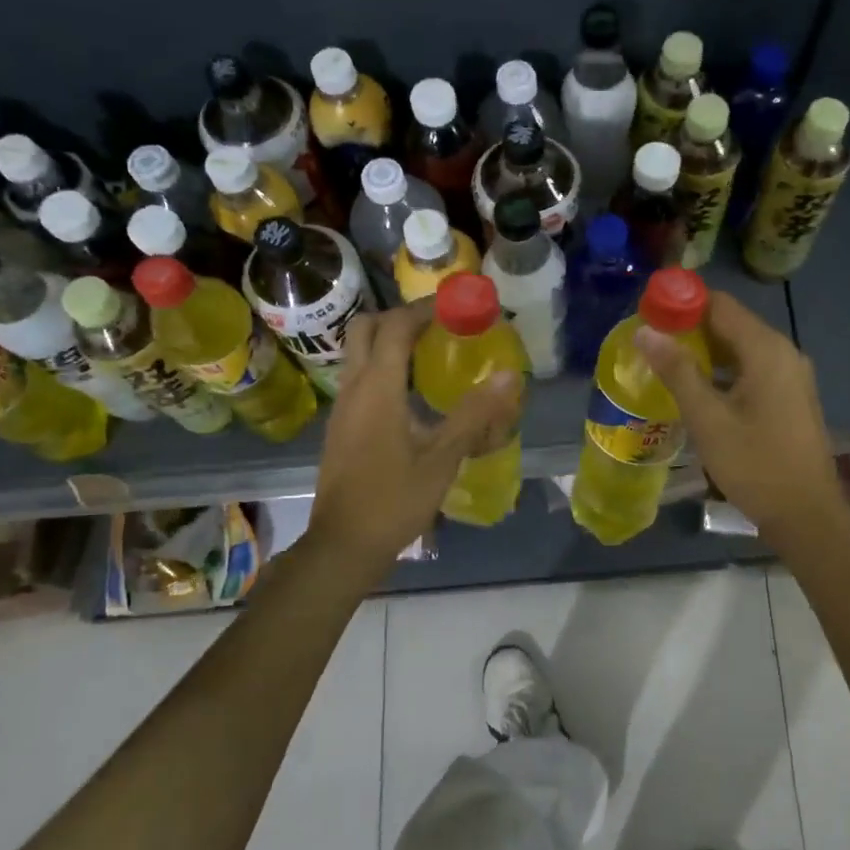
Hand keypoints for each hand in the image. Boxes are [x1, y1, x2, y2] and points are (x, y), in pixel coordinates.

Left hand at [303, 301, 521, 576]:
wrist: (344, 545)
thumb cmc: (394, 500)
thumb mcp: (442, 458)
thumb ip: (474, 414)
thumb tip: (508, 376)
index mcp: (377, 389)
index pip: (394, 327)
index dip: (424, 308)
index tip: (456, 304)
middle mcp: (353, 389)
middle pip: (366, 329)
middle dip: (400, 317)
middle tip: (438, 325)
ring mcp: (342, 408)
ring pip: (359, 353)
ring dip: (390, 341)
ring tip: (431, 351)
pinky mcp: (342, 426)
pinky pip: (360, 378)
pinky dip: (384, 367)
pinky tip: (413, 392)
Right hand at [634, 291, 849, 547]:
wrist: (806, 514)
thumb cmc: (754, 465)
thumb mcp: (708, 419)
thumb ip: (677, 371)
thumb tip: (645, 331)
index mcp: (766, 349)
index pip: (719, 304)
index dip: (682, 302)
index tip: (648, 312)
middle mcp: (783, 352)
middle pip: (731, 323)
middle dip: (690, 328)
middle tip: (650, 342)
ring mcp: (791, 374)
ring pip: (741, 348)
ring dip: (705, 351)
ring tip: (666, 364)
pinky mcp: (791, 396)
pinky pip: (752, 368)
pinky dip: (724, 370)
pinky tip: (698, 389)